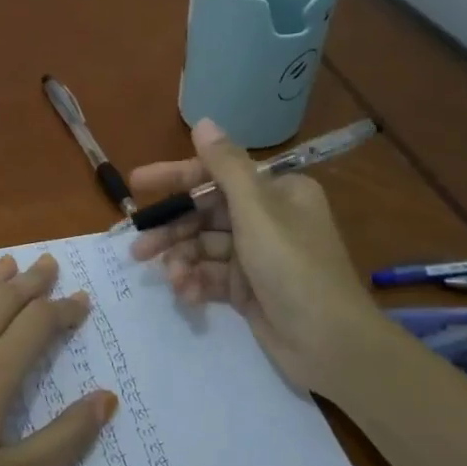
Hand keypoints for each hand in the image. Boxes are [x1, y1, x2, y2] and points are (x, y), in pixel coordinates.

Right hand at [128, 118, 392, 399]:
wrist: (330, 344)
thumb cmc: (293, 267)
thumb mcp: (257, 211)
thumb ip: (225, 166)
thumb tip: (203, 121)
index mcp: (277, 192)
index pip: (215, 175)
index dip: (174, 179)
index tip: (136, 185)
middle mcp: (267, 218)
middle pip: (205, 215)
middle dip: (172, 231)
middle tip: (138, 248)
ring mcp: (257, 256)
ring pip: (204, 248)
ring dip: (183, 261)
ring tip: (170, 278)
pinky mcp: (249, 288)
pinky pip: (212, 276)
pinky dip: (197, 282)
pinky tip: (186, 294)